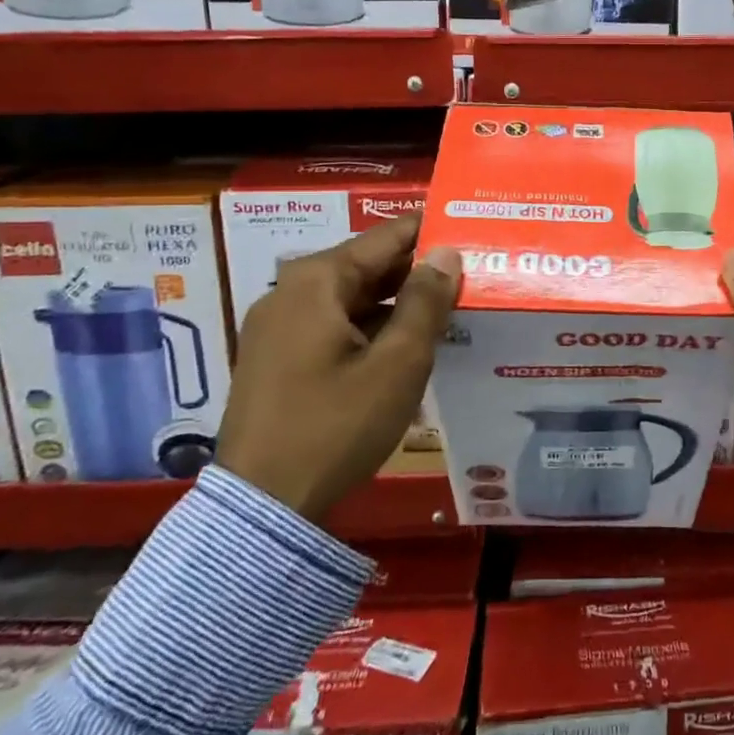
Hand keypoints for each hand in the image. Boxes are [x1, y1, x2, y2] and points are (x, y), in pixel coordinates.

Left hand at [218, 214, 459, 522]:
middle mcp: (290, 292)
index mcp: (316, 281)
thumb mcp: (397, 364)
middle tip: (469, 271)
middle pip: (366, 266)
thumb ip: (426, 302)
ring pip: (351, 298)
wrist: (263, 507)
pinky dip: (371, 327)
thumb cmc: (336, 426)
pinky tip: (406, 343)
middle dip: (416, 270)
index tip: (470, 228)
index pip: (385, 238)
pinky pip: (334, 325)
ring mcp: (278, 327)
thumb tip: (446, 254)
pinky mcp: (277, 359)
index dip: (430, 231)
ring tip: (448, 307)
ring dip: (397, 302)